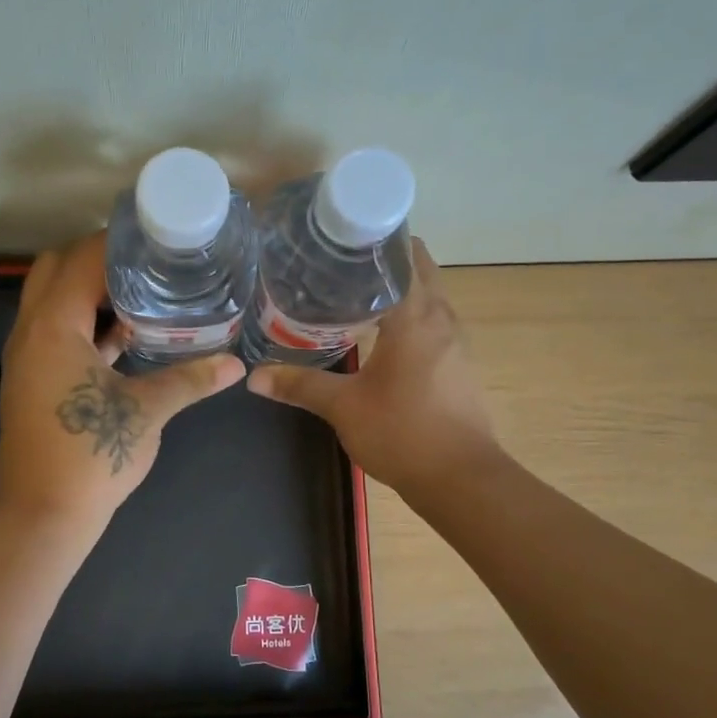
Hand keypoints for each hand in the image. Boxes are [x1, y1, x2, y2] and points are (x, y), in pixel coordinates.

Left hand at [0, 233, 245, 533]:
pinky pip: (55, 331)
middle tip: (147, 265)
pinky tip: (124, 337)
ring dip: (89, 292)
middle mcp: (30, 331)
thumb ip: (189, 380)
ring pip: (52, 301)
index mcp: (53, 326)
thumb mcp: (147, 411)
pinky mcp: (32, 379)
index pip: (81, 259)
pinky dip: (83, 323)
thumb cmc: (91, 456)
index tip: (156, 237)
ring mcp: (26, 357)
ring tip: (142, 293)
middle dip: (98, 260)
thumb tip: (235, 366)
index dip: (117, 243)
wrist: (43, 514)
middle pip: (55, 269)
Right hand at [246, 239, 498, 493]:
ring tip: (350, 290)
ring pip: (427, 294)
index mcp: (415, 316)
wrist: (462, 480)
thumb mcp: (344, 407)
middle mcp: (441, 318)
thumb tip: (254, 376)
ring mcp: (455, 341)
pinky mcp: (458, 363)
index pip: (402, 255)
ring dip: (396, 286)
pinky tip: (377, 331)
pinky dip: (407, 313)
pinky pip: (432, 320)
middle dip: (382, 260)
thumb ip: (300, 385)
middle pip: (417, 268)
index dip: (373, 240)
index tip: (337, 238)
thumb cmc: (403, 434)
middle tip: (335, 263)